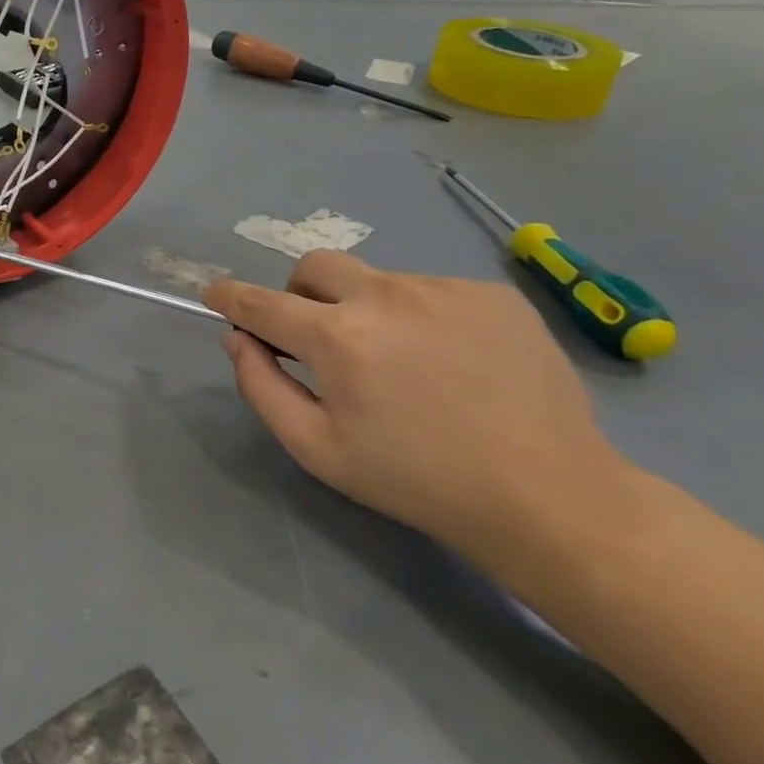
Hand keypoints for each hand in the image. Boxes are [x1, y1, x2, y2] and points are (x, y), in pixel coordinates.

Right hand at [205, 251, 641, 571]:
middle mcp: (385, 296)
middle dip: (300, 295)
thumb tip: (238, 339)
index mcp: (338, 337)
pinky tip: (451, 361)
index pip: (261, 301)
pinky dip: (420, 316)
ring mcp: (443, 288)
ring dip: (366, 310)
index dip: (229, 295)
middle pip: (315, 266)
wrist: (549, 497)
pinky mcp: (491, 294)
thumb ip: (262, 387)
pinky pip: (431, 290)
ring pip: (376, 280)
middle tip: (319, 339)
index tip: (214, 294)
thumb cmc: (417, 480)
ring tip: (403, 364)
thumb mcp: (318, 449)